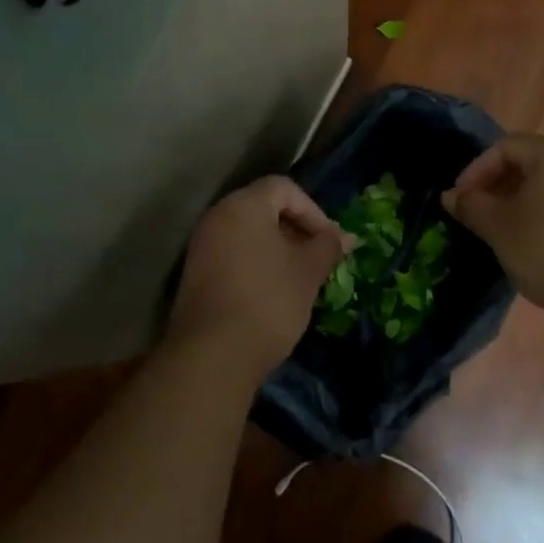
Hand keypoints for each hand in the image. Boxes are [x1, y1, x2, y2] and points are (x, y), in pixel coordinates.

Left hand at [168, 177, 348, 376]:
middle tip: (318, 260)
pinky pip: (233, 255)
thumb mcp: (308, 272)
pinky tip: (273, 294)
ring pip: (248, 235)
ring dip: (278, 250)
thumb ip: (328, 246)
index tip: (328, 242)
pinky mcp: (196, 275)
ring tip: (299, 280)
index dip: (313, 211)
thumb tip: (346, 236)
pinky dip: (257, 265)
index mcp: (243, 206)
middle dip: (296, 230)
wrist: (213, 354)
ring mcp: (202, 247)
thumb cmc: (268, 301)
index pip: (283, 188)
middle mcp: (217, 217)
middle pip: (264, 208)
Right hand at [443, 134, 543, 334]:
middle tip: (474, 216)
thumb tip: (450, 196)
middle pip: (526, 165)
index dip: (475, 170)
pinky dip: (537, 220)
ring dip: (514, 206)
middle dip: (494, 188)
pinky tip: (525, 248)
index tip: (459, 200)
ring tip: (495, 233)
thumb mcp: (498, 227)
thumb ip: (471, 206)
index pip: (504, 147)